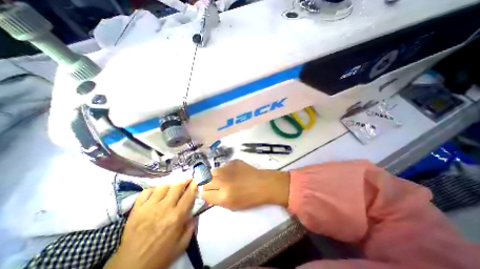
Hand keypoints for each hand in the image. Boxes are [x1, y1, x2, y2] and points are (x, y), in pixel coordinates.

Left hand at [105, 179, 196, 268]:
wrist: (130, 266)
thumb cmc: (160, 255)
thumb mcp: (182, 245)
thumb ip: (191, 227)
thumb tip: (195, 213)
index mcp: (177, 216)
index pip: (188, 195)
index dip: (193, 186)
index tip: (195, 181)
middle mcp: (164, 208)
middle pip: (177, 186)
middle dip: (185, 180)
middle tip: (187, 179)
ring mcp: (149, 207)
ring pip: (163, 186)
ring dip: (170, 185)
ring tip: (172, 187)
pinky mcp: (137, 209)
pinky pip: (146, 192)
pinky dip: (153, 190)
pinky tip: (156, 193)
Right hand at [201, 159, 290, 210]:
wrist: (262, 184)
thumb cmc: (249, 198)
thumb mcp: (231, 205)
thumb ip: (215, 200)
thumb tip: (206, 194)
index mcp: (223, 195)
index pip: (203, 193)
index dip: (206, 194)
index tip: (210, 194)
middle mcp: (222, 180)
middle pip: (204, 181)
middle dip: (208, 185)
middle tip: (216, 187)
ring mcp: (227, 168)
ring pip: (212, 172)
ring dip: (215, 177)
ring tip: (224, 179)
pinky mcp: (232, 161)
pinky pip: (222, 166)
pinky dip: (224, 171)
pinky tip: (233, 173)